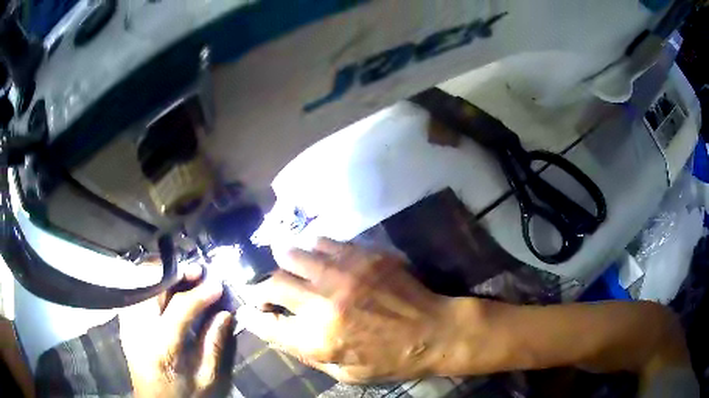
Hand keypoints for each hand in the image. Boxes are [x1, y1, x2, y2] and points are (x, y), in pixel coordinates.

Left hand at [119, 265, 233, 396]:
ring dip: (165, 276)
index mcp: (161, 348)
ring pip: (142, 284)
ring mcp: (128, 324)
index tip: (218, 285)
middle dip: (178, 275)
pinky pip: (136, 292)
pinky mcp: (125, 323)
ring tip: (185, 277)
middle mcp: (139, 329)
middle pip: (154, 287)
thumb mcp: (206, 378)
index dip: (200, 294)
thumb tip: (225, 313)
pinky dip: (152, 284)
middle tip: (199, 272)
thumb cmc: (183, 394)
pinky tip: (166, 289)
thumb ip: (214, 345)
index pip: (180, 308)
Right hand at [238, 238, 458, 383]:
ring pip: (292, 255)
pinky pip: (323, 242)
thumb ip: (307, 354)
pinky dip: (313, 249)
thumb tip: (278, 333)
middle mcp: (323, 304)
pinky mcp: (362, 256)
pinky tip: (317, 256)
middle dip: (259, 289)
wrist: (434, 331)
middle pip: (272, 286)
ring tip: (285, 267)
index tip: (247, 312)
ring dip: (283, 263)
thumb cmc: (391, 360)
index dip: (252, 317)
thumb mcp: (346, 373)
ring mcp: (343, 275)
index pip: (267, 325)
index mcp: (318, 339)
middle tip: (262, 291)